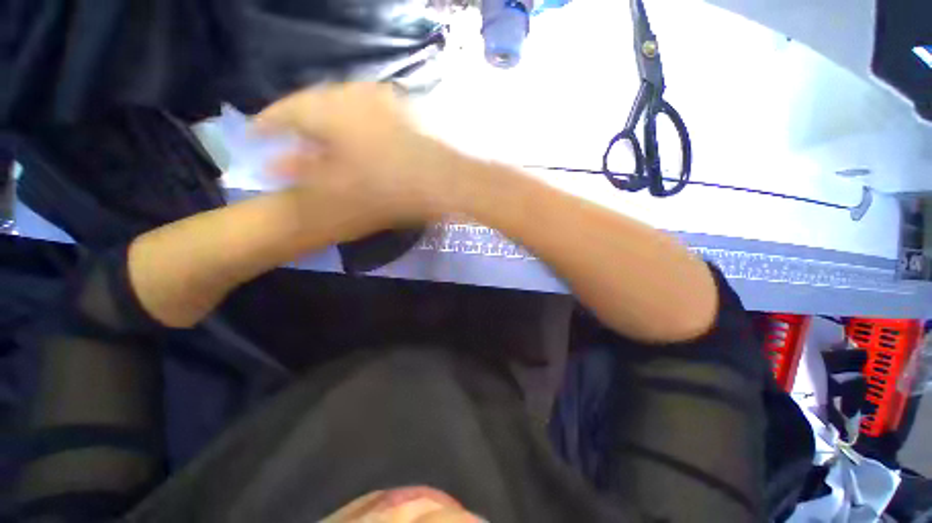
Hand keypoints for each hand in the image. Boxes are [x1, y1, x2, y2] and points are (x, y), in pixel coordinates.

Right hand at [255, 83, 460, 226]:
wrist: (450, 179)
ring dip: (331, 127)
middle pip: (314, 107)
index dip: (265, 125)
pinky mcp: (405, 109)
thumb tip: (276, 167)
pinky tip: (363, 144)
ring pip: (344, 110)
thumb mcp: (341, 189)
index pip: (283, 112)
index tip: (253, 137)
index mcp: (328, 108)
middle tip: (292, 145)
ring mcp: (383, 99)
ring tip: (326, 147)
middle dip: (301, 128)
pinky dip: (358, 128)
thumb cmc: (392, 187)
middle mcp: (353, 93)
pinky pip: (369, 115)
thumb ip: (304, 176)